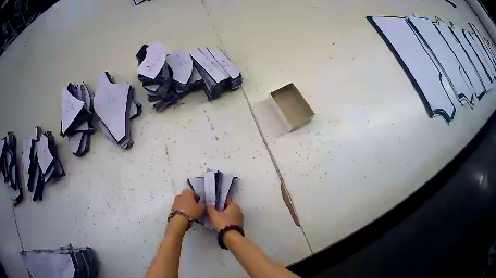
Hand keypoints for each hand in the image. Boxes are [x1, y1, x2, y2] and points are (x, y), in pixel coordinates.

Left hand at [171, 189, 204, 220]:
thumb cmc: (191, 211)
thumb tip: (202, 201)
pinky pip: (179, 207)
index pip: (194, 193)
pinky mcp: (172, 208)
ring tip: (190, 213)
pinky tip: (185, 215)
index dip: (197, 198)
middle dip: (191, 201)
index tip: (200, 204)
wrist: (179, 220)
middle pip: (187, 197)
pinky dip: (182, 210)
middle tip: (195, 208)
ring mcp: (175, 201)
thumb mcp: (201, 208)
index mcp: (187, 192)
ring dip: (185, 206)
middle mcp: (180, 194)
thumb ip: (203, 203)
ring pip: (182, 202)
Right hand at [207, 200, 243, 231]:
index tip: (212, 206)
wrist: (230, 236)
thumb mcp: (213, 214)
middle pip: (228, 208)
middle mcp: (239, 210)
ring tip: (216, 219)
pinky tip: (221, 224)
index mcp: (234, 205)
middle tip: (213, 213)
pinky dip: (227, 222)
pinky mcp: (240, 226)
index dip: (218, 202)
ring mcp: (240, 219)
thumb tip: (208, 203)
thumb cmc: (222, 222)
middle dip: (221, 210)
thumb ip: (210, 207)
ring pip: (230, 215)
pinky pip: (231, 221)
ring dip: (224, 216)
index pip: (225, 201)